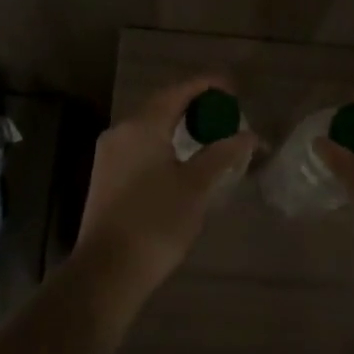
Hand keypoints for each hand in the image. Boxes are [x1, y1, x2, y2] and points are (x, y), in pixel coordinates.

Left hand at [75, 76, 257, 301]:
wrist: (108, 269)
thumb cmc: (157, 222)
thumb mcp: (196, 186)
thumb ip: (222, 154)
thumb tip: (248, 135)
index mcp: (142, 125)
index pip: (179, 91)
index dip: (207, 85)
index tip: (233, 88)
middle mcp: (121, 130)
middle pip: (161, 105)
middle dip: (193, 104)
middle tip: (224, 112)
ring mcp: (109, 153)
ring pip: (149, 126)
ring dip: (177, 124)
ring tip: (207, 134)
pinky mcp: (105, 174)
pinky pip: (139, 144)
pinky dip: (163, 142)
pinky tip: (179, 158)